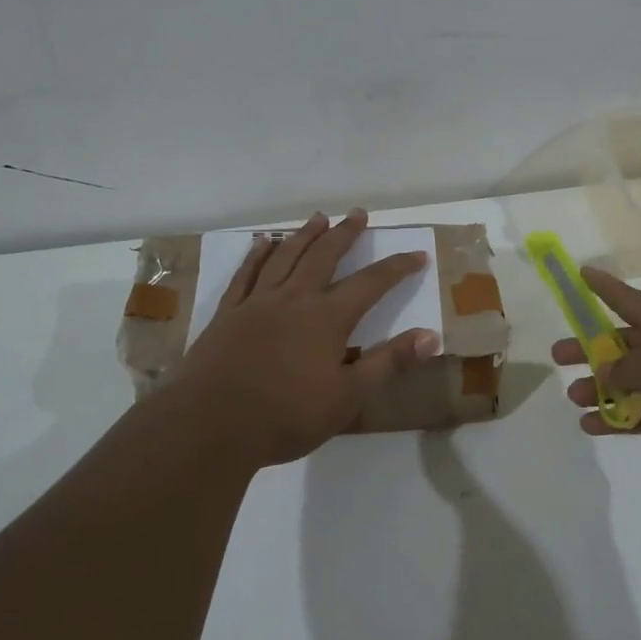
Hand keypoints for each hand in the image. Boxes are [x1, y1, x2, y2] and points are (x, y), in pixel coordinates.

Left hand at [173, 210, 439, 467]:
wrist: (210, 425)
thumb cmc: (286, 416)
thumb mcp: (348, 397)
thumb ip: (389, 363)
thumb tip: (431, 336)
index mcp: (327, 318)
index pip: (371, 284)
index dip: (397, 268)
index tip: (417, 255)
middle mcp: (294, 299)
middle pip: (324, 256)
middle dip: (345, 234)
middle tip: (358, 214)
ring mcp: (256, 303)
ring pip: (285, 257)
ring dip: (304, 235)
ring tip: (318, 218)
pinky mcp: (227, 314)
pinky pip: (246, 274)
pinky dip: (257, 254)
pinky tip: (263, 242)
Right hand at [552, 267, 640, 500]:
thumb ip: (626, 366)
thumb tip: (607, 370)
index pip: (632, 300)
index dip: (606, 287)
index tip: (580, 273)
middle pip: (624, 344)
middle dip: (591, 346)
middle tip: (558, 355)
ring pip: (630, 382)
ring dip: (600, 387)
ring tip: (573, 396)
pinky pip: (640, 416)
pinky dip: (615, 420)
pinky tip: (590, 426)